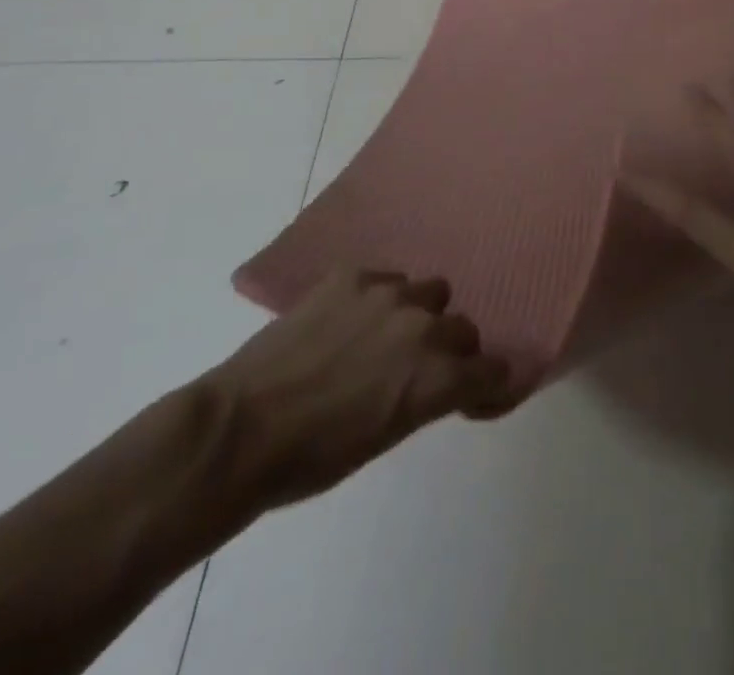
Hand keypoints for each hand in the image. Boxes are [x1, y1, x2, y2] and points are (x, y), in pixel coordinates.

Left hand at [199, 269, 511, 511]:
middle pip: (464, 328)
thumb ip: (424, 397)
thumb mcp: (386, 437)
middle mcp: (423, 327)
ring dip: (419, 314)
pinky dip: (380, 299)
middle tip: (418, 370)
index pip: (491, 370)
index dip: (484, 383)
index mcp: (435, 378)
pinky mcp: (352, 275)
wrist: (242, 427)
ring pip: (430, 292)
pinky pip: (387, 279)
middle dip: (450, 350)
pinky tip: (350, 320)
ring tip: (384, 337)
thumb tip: (440, 383)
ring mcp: (387, 293)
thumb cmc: (314, 458)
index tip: (473, 392)